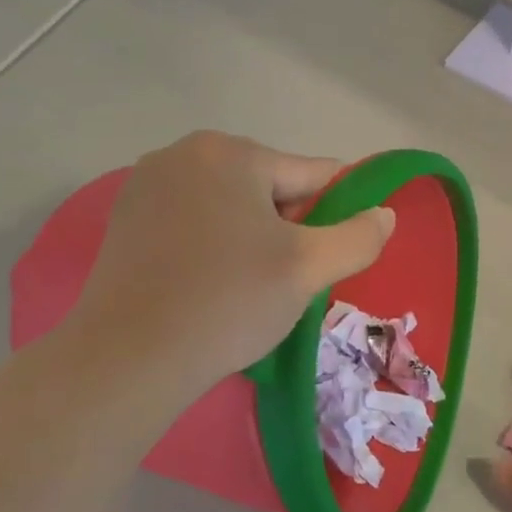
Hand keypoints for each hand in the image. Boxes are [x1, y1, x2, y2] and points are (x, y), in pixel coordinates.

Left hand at [59, 132, 394, 389]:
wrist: (129, 358)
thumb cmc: (227, 302)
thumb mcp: (308, 269)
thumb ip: (358, 236)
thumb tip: (385, 215)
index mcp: (230, 152)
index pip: (312, 174)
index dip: (337, 213)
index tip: (336, 254)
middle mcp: (184, 153)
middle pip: (269, 186)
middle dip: (290, 228)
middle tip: (288, 281)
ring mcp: (147, 185)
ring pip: (231, 206)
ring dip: (254, 238)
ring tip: (250, 289)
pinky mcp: (126, 219)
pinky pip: (194, 222)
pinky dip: (214, 246)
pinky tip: (211, 286)